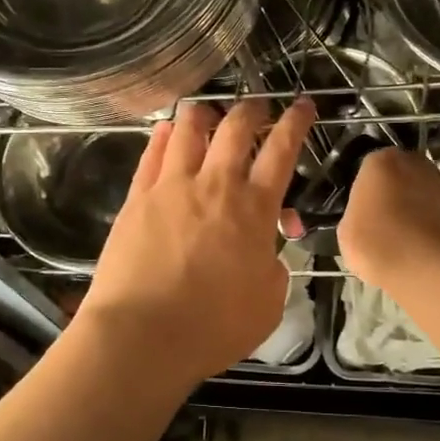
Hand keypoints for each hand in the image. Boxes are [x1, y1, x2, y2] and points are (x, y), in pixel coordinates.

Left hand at [76, 96, 316, 385]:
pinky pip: (152, 154)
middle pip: (236, 129)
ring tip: (208, 109)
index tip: (303, 105)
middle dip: (252, 110)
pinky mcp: (136, 199)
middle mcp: (214, 185)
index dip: (296, 123)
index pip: (282, 151)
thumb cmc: (214, 326)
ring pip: (189, 130)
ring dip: (204, 113)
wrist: (142, 334)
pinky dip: (164, 136)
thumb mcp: (268, 302)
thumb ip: (273, 266)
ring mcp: (171, 187)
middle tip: (258, 107)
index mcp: (254, 209)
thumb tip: (267, 249)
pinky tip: (167, 129)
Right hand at [339, 147, 439, 296]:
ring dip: (412, 209)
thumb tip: (365, 217)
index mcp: (380, 161)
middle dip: (390, 195)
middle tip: (381, 225)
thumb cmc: (381, 245)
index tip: (361, 215)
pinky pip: (436, 212)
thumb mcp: (346, 233)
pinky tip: (421, 247)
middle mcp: (414, 162)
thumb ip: (354, 214)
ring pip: (419, 193)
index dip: (363, 194)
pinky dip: (429, 224)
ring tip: (403, 240)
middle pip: (396, 177)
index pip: (366, 171)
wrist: (434, 270)